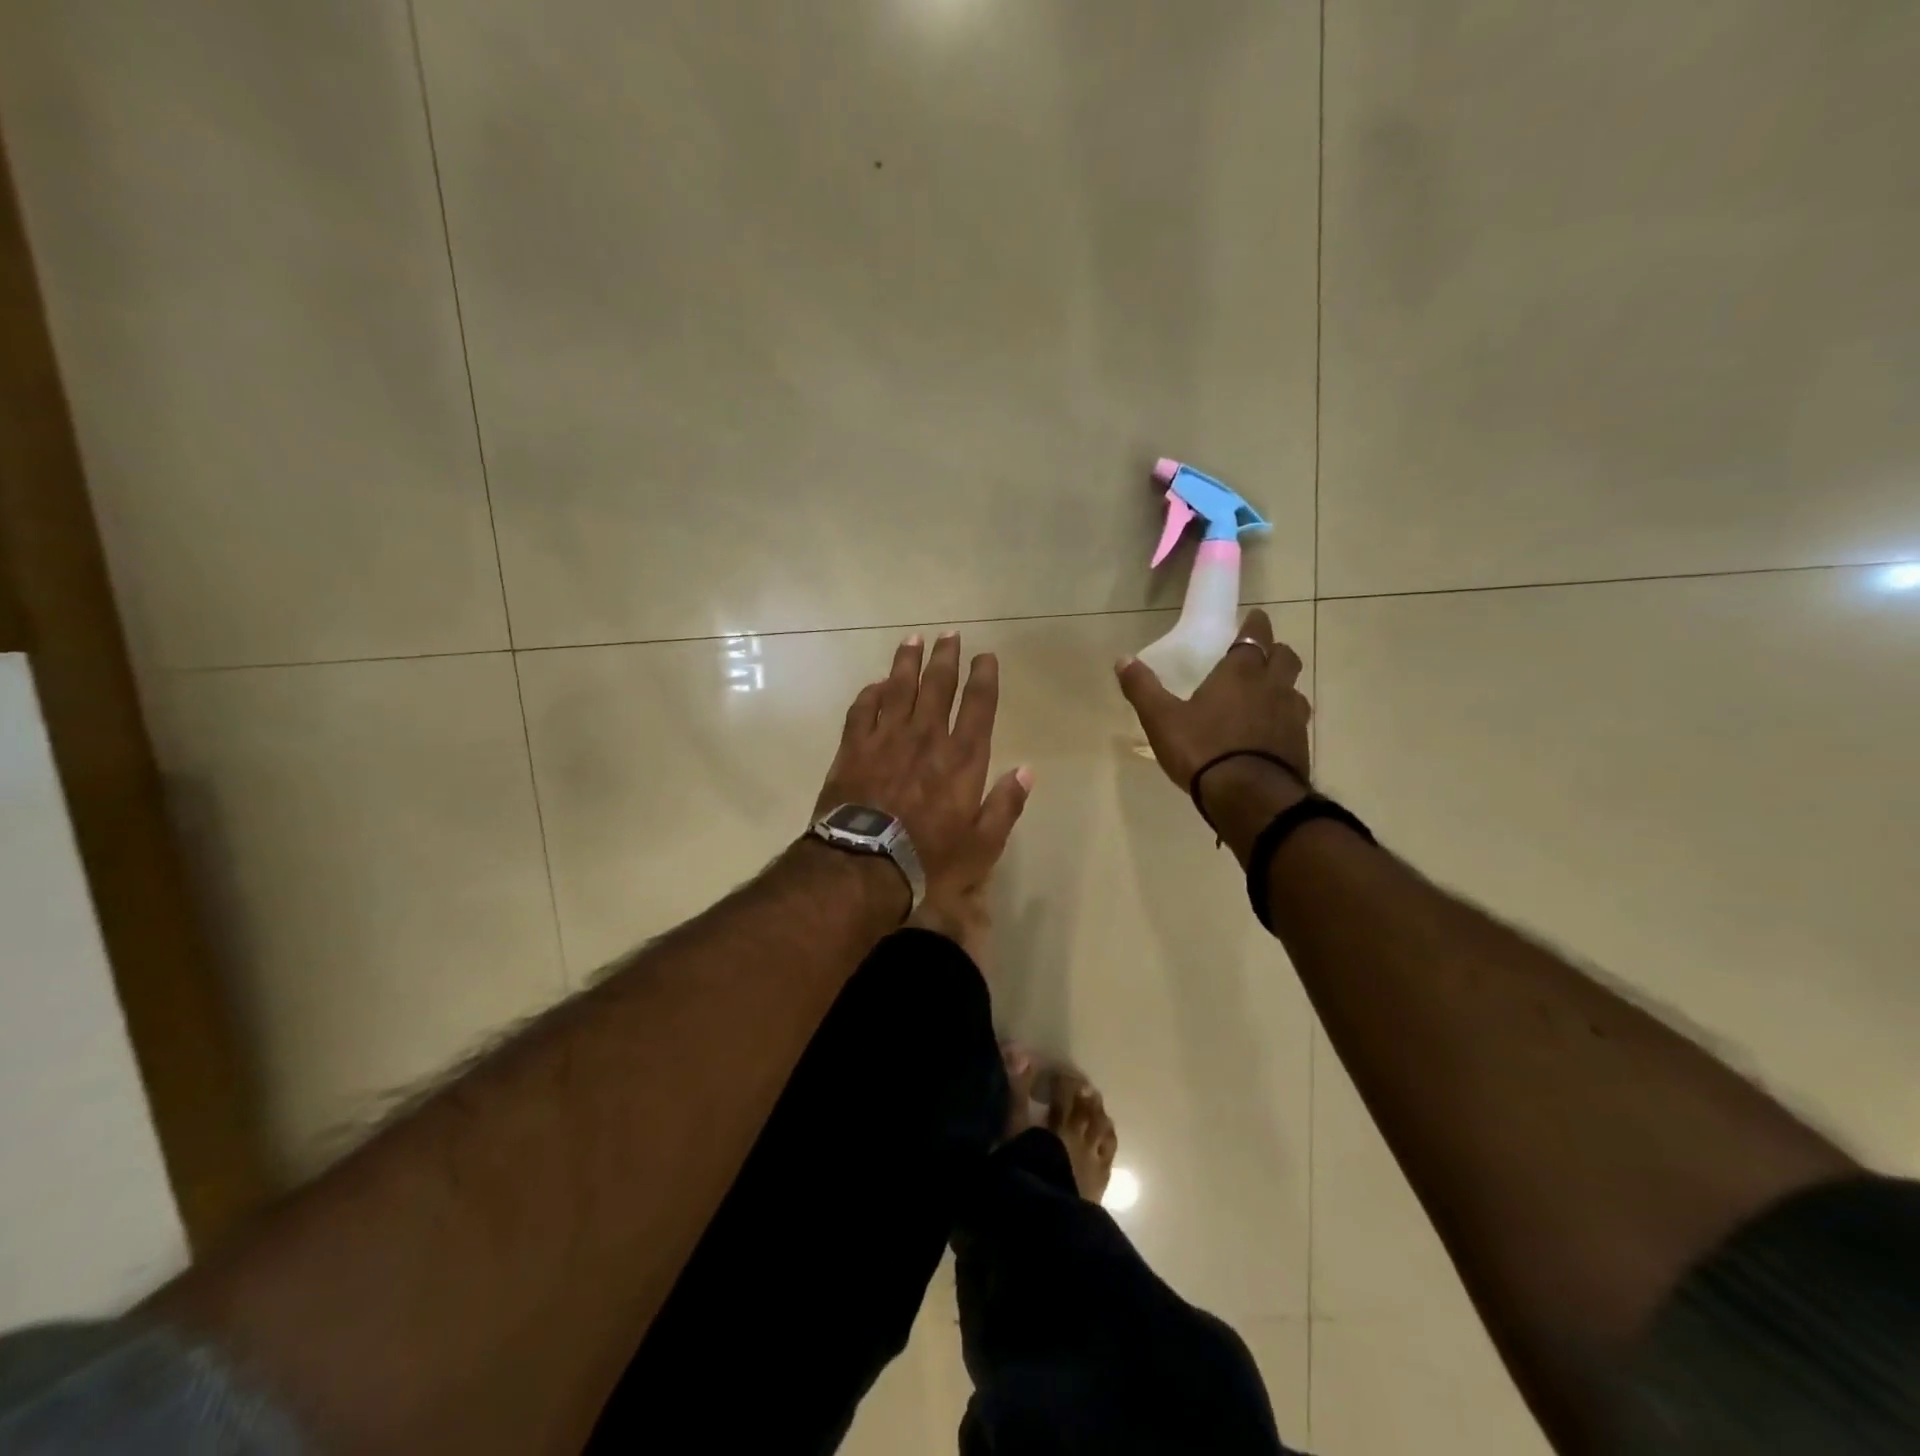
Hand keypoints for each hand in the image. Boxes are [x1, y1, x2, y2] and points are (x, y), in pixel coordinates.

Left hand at [815, 632, 1033, 919]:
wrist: (864, 866)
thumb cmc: (930, 860)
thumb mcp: (982, 845)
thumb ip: (1005, 805)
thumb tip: (1026, 771)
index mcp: (962, 758)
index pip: (978, 706)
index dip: (984, 677)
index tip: (985, 656)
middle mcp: (927, 737)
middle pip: (938, 685)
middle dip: (946, 657)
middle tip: (949, 634)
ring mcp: (887, 738)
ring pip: (899, 688)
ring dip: (907, 662)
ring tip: (913, 640)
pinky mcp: (854, 748)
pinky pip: (863, 709)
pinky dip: (871, 692)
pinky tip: (876, 683)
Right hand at [1116, 607, 1311, 803]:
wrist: (1250, 798)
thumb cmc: (1202, 750)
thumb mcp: (1161, 719)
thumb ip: (1143, 688)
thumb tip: (1123, 659)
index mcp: (1240, 673)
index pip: (1255, 636)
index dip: (1255, 625)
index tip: (1253, 618)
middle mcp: (1273, 687)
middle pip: (1285, 657)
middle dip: (1275, 652)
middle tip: (1261, 656)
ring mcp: (1292, 717)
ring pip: (1295, 690)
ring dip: (1283, 687)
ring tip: (1266, 696)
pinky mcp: (1300, 746)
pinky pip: (1296, 722)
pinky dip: (1285, 720)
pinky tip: (1270, 734)